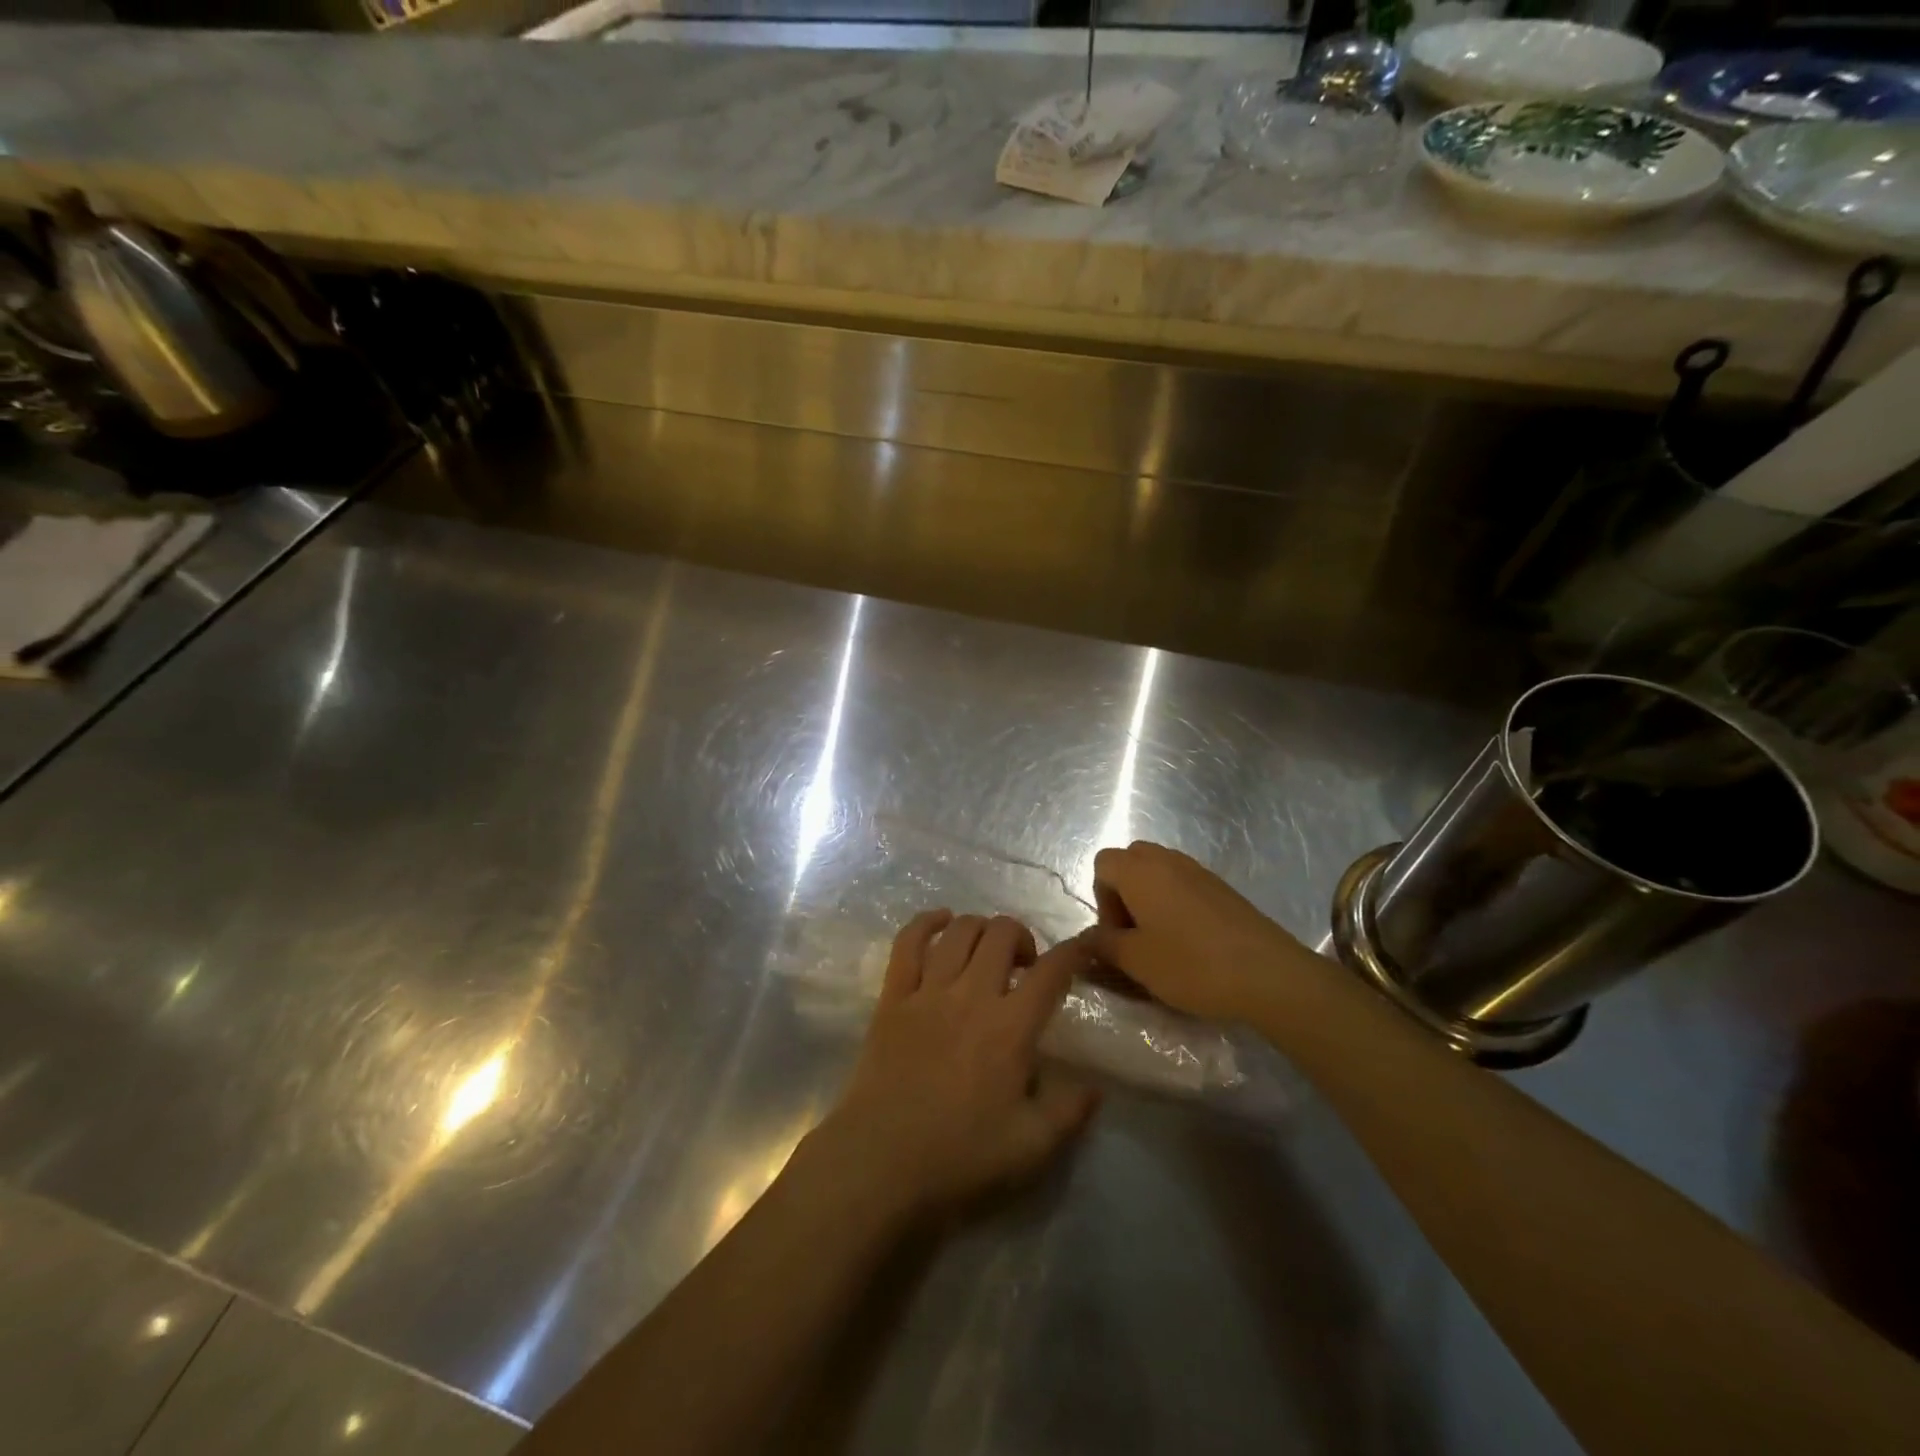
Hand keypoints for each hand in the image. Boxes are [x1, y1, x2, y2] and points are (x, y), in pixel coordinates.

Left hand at [815, 911, 1099, 1221]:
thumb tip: (1095, 1086)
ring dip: (981, 928)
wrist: (880, 1163)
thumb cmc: (959, 1158)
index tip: (1083, 947)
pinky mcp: (893, 996)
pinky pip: (908, 942)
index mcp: (1010, 1028)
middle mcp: (972, 995)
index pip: (1052, 972)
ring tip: (986, 950)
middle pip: (1002, 933)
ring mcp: (928, 991)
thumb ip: (1069, 1112)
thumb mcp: (1030, 1148)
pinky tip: (940, 921)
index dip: (1073, 951)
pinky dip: (926, 922)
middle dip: (1022, 936)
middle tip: (1024, 966)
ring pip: (960, 930)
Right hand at [1081, 840, 1320, 1022]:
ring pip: (1159, 871)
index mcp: (1140, 871)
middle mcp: (1167, 860)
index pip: (1103, 863)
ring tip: (1160, 939)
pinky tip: (1189, 941)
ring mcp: (1199, 871)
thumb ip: (1103, 944)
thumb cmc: (1191, 964)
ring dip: (1149, 898)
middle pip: (1130, 861)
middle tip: (1134, 933)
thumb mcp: (1136, 960)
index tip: (1116, 933)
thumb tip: (1084, 939)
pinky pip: (1184, 883)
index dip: (1101, 897)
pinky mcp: (1222, 888)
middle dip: (1123, 892)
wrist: (1268, 974)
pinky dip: (1175, 903)